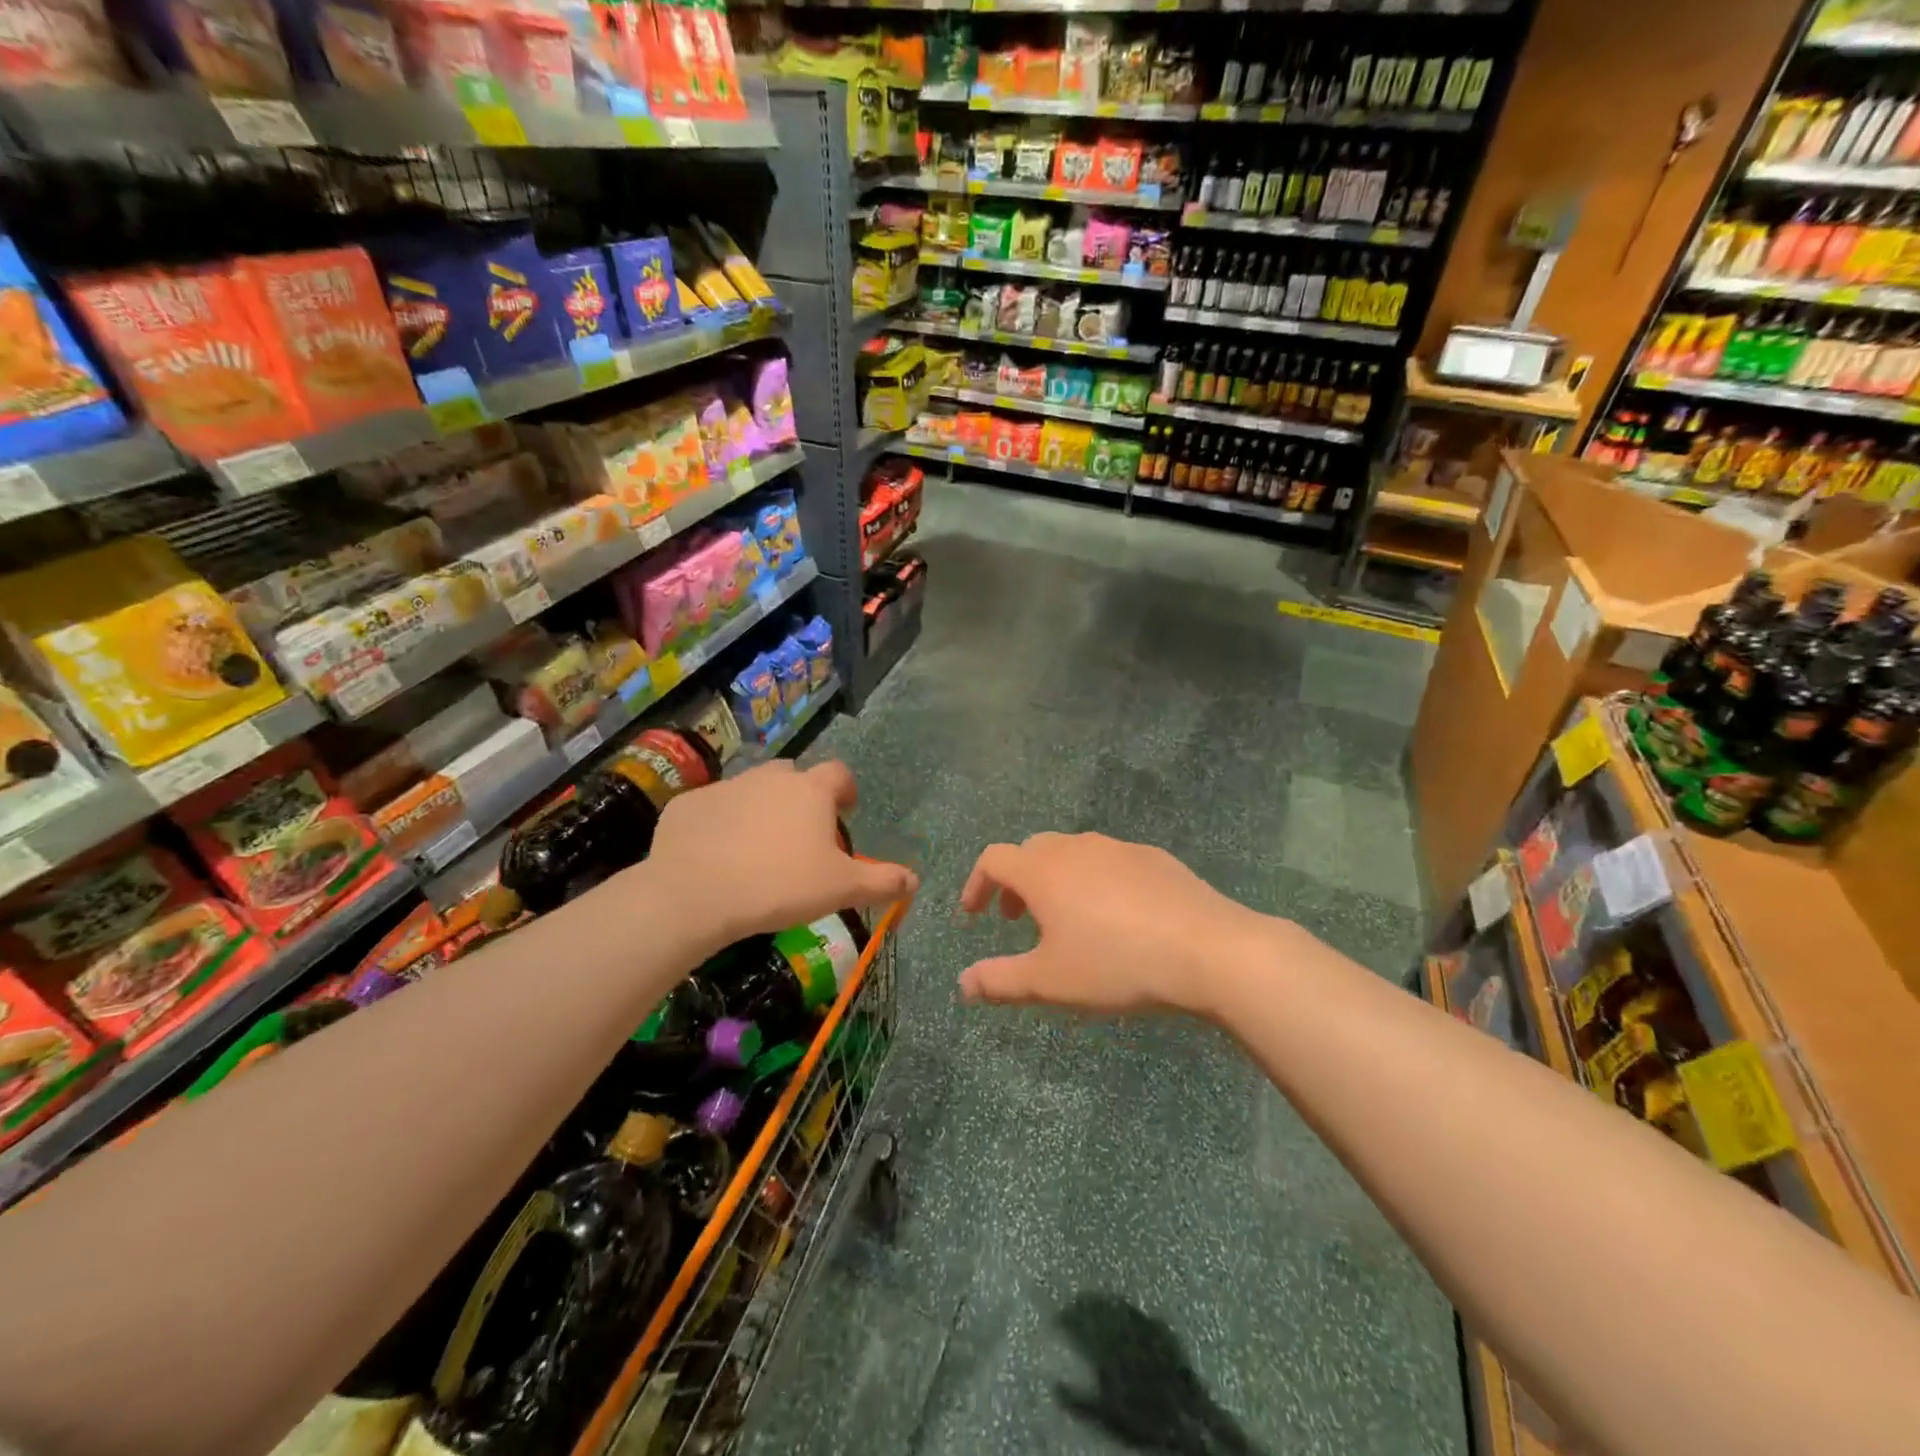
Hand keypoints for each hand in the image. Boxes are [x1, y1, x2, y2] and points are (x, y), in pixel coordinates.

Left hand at [646, 760, 916, 951]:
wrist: (695, 893)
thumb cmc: (780, 885)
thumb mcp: (841, 888)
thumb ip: (881, 881)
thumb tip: (914, 880)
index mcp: (810, 791)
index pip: (838, 774)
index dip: (846, 791)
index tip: (845, 812)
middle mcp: (769, 778)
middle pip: (793, 777)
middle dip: (800, 798)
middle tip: (800, 835)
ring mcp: (725, 787)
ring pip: (750, 790)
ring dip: (759, 810)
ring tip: (757, 848)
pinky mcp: (688, 805)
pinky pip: (712, 809)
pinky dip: (719, 825)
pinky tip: (715, 856)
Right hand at [958, 833, 1277, 1016]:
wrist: (1207, 950)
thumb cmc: (1116, 964)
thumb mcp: (1050, 982)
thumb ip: (999, 981)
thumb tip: (962, 984)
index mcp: (1043, 871)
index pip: (994, 859)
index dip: (977, 884)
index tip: (974, 914)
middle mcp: (1076, 848)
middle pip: (1031, 850)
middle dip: (1016, 882)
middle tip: (1019, 919)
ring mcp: (1118, 848)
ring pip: (1072, 853)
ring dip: (1056, 879)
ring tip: (1068, 920)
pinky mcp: (1154, 857)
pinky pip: (1110, 861)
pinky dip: (1095, 880)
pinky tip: (1118, 916)